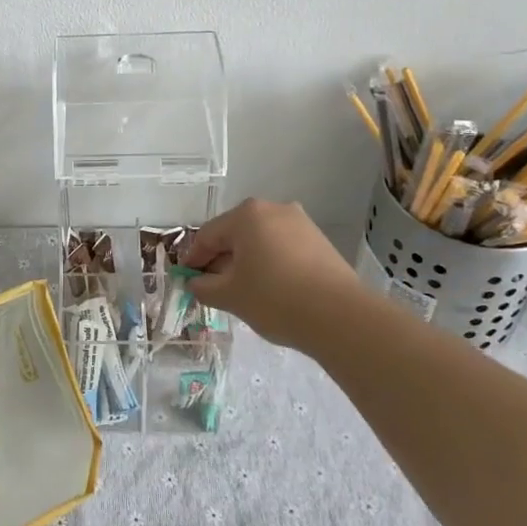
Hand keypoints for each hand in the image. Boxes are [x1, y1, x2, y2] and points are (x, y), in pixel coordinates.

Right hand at [181, 199, 365, 350]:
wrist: (340, 317)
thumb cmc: (274, 298)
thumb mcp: (229, 296)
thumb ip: (204, 287)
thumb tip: (195, 282)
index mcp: (247, 215)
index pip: (208, 235)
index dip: (193, 258)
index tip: (187, 279)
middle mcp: (274, 209)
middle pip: (235, 234)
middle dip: (221, 260)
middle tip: (213, 288)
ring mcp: (301, 224)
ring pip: (261, 241)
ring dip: (246, 263)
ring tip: (242, 292)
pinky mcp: (320, 242)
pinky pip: (283, 249)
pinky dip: (270, 265)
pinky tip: (270, 291)